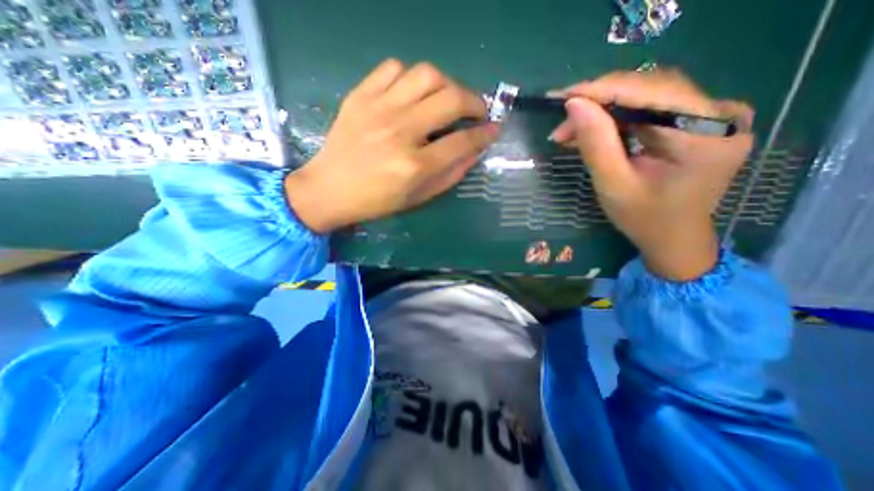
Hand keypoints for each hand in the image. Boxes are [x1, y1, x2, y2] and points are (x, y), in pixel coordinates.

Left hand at [288, 57, 498, 234]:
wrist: (329, 189)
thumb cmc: (376, 201)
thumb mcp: (418, 198)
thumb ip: (450, 175)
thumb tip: (475, 151)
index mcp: (414, 166)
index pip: (462, 141)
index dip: (485, 134)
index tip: (495, 128)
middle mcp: (400, 132)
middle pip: (450, 99)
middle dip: (475, 102)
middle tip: (477, 111)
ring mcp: (378, 109)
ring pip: (426, 75)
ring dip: (447, 84)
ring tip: (448, 98)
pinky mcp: (360, 96)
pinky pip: (393, 68)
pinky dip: (411, 76)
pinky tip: (414, 93)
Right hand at [548, 69, 753, 278]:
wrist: (673, 237)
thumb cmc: (644, 219)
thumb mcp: (613, 185)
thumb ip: (596, 144)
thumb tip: (574, 105)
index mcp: (707, 136)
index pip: (653, 93)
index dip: (604, 90)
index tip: (563, 97)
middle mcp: (720, 114)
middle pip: (651, 90)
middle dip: (599, 103)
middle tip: (562, 124)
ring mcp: (712, 115)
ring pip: (647, 96)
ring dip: (604, 110)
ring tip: (570, 129)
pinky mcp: (697, 120)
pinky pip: (650, 107)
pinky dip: (616, 117)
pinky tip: (592, 128)